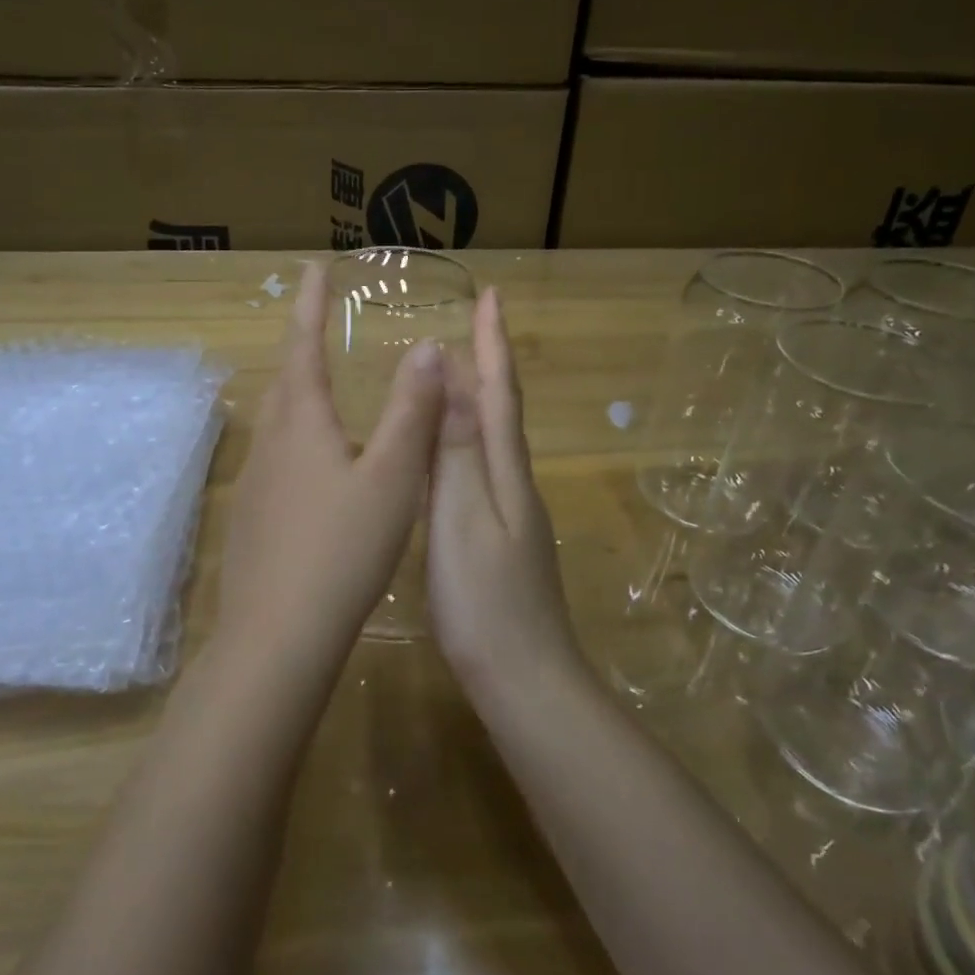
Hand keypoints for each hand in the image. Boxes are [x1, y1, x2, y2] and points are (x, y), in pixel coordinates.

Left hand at [214, 262, 445, 670]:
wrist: (278, 635)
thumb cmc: (342, 548)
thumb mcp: (392, 476)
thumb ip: (412, 411)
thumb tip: (425, 347)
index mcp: (302, 423)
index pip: (303, 345)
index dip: (309, 304)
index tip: (312, 268)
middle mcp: (269, 444)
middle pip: (284, 382)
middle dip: (301, 348)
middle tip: (320, 328)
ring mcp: (254, 484)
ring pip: (278, 424)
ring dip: (299, 398)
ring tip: (324, 394)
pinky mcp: (251, 520)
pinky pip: (275, 462)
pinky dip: (298, 443)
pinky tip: (316, 472)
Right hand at [427, 288, 581, 698]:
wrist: (524, 679)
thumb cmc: (486, 600)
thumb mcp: (462, 518)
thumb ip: (456, 450)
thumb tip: (454, 375)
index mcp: (504, 472)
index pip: (500, 392)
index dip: (494, 343)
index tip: (492, 294)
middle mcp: (513, 484)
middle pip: (502, 410)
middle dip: (489, 363)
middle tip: (473, 324)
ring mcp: (510, 515)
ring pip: (492, 441)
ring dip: (479, 401)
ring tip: (457, 375)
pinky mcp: (500, 542)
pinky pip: (481, 471)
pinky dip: (467, 444)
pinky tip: (449, 456)